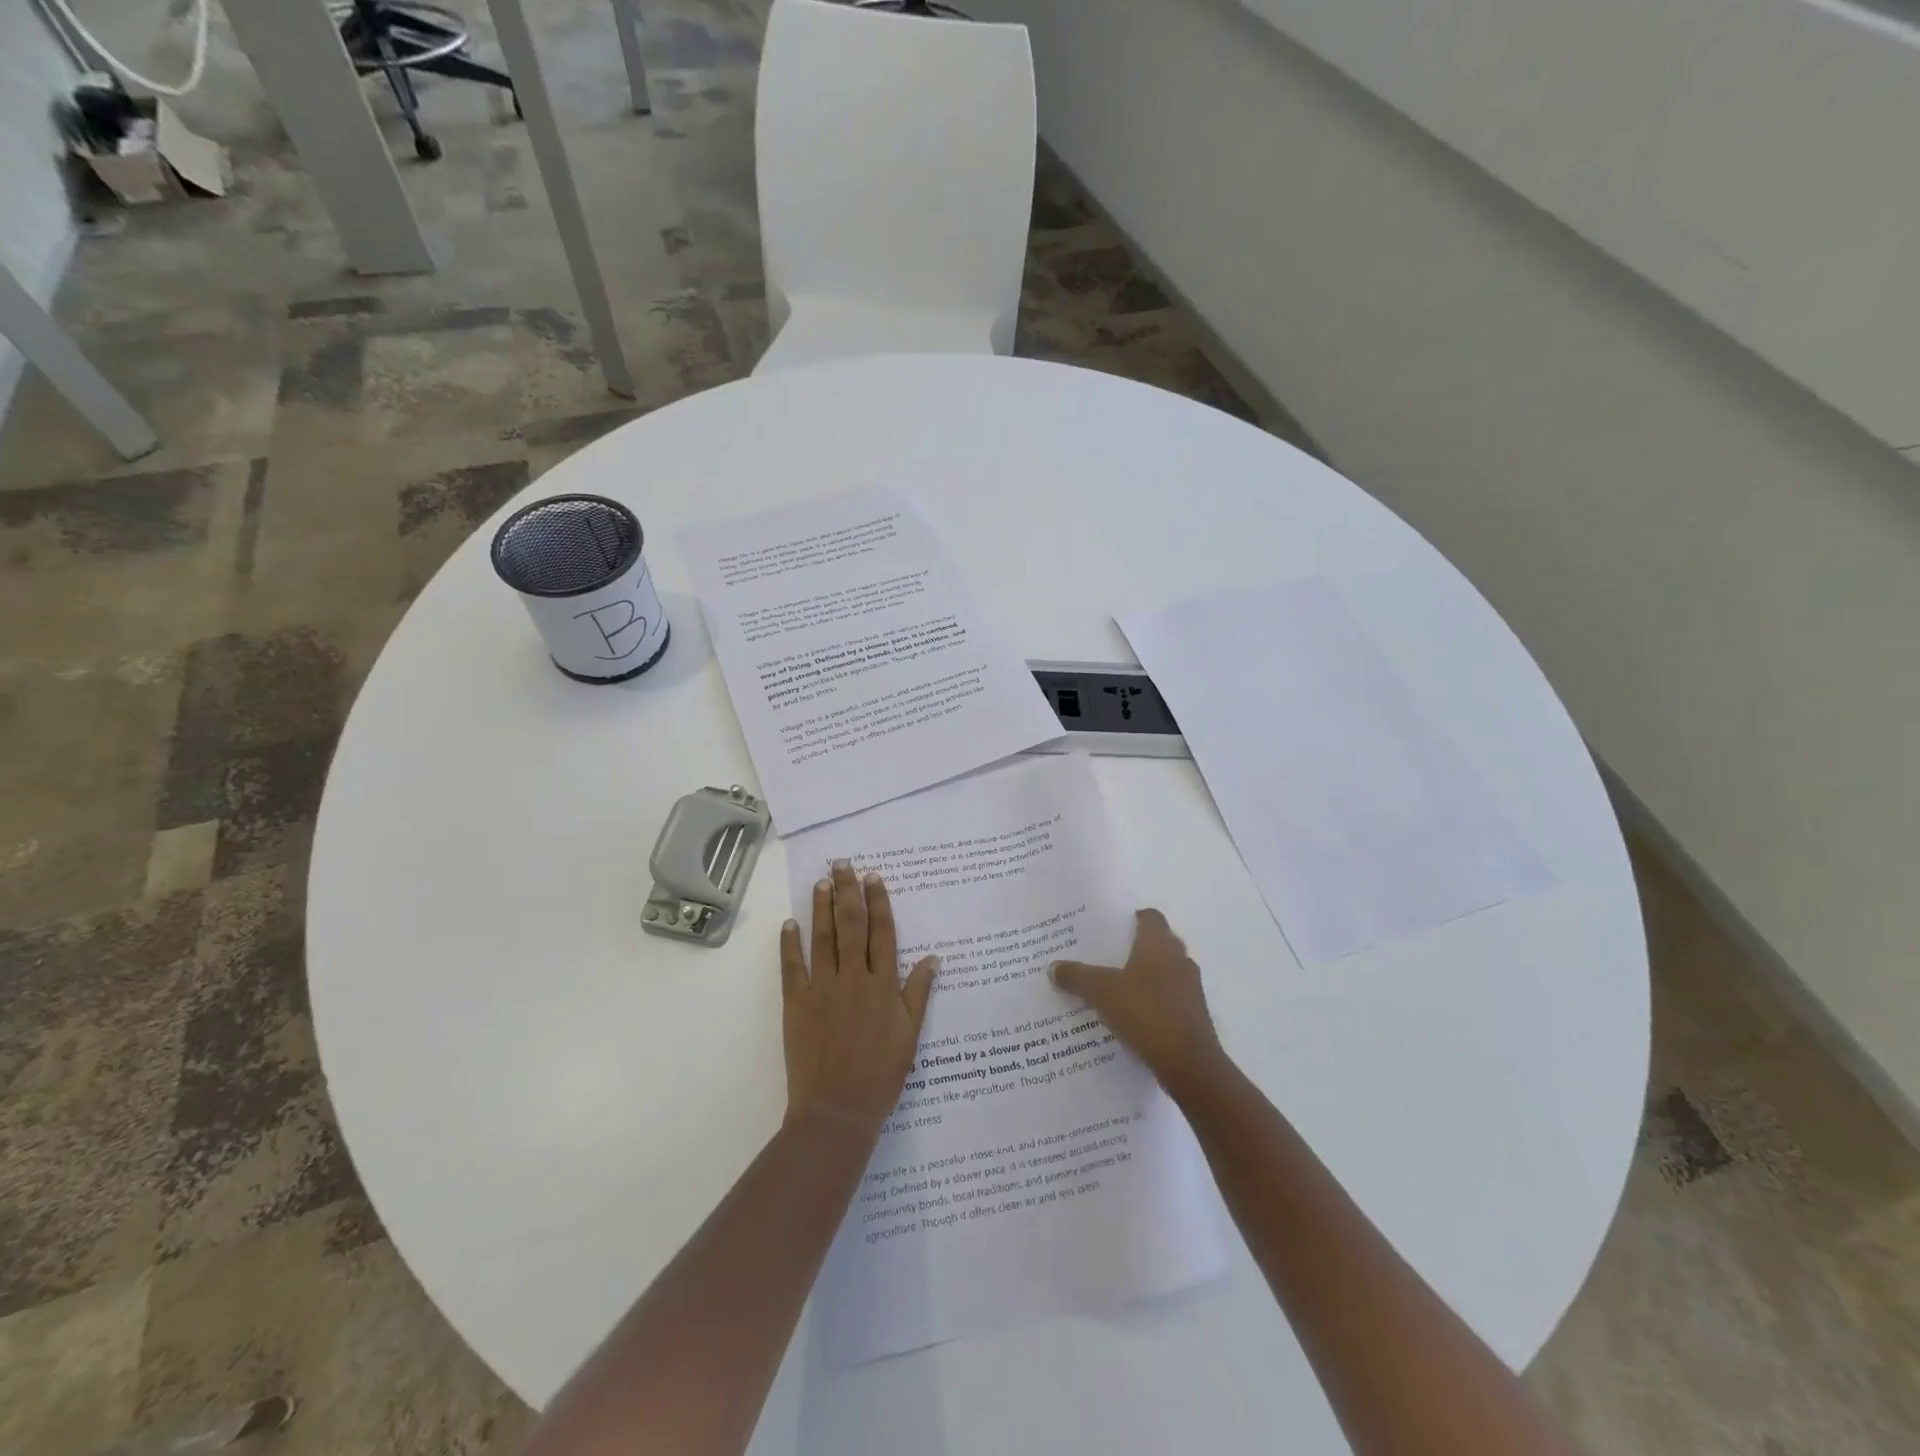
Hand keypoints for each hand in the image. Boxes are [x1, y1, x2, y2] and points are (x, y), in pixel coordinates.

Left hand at [780, 862, 938, 1132]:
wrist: (838, 1110)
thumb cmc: (881, 1075)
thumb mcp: (910, 1036)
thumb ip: (918, 994)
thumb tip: (933, 958)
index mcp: (882, 984)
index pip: (882, 933)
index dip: (878, 902)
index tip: (874, 878)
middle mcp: (853, 977)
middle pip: (851, 925)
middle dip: (848, 892)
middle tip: (843, 865)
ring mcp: (822, 988)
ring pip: (823, 938)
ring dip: (822, 907)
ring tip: (821, 882)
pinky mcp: (797, 1003)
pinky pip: (793, 967)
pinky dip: (790, 943)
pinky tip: (790, 923)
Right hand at [1051, 909, 1225, 1097]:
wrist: (1189, 1064)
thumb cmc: (1146, 1013)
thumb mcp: (1101, 992)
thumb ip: (1077, 977)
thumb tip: (1053, 966)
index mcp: (1160, 945)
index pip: (1150, 917)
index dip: (1132, 919)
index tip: (1110, 928)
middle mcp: (1180, 960)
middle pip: (1158, 944)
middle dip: (1134, 950)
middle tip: (1104, 957)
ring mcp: (1190, 990)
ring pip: (1164, 974)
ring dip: (1144, 979)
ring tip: (1113, 989)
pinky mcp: (1194, 1017)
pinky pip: (1169, 1001)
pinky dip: (1152, 1004)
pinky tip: (1130, 1018)